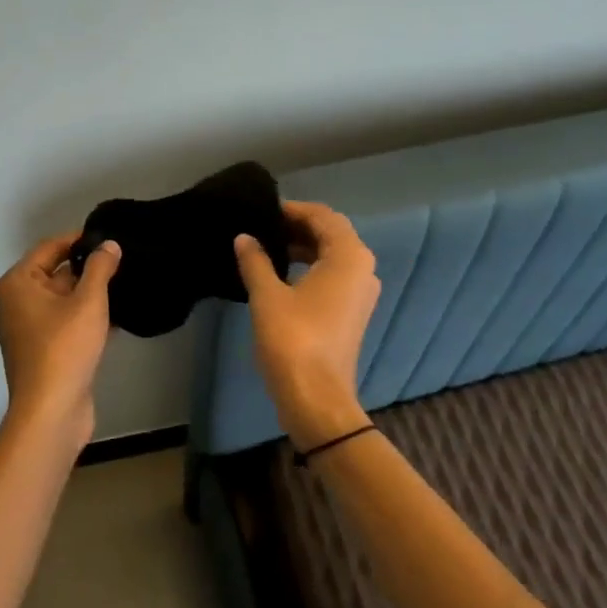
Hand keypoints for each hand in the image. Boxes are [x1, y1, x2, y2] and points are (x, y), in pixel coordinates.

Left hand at [0, 233, 121, 451]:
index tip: (109, 237)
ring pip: (62, 300)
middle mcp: (15, 303)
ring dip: (90, 294)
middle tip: (122, 261)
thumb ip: (100, 267)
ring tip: (124, 285)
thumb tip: (109, 244)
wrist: (51, 412)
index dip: (79, 240)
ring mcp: (26, 329)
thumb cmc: (64, 348)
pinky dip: (86, 318)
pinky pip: (64, 323)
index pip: (50, 248)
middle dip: (87, 268)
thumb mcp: (88, 301)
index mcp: (17, 284)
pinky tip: (117, 317)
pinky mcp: (41, 351)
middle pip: (55, 273)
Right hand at [233, 200, 379, 449]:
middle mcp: (362, 269)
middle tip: (261, 226)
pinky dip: (309, 267)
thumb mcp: (267, 295)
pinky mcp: (352, 312)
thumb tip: (244, 237)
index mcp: (349, 256)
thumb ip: (255, 260)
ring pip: (332, 256)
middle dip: (297, 226)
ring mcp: (360, 293)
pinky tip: (280, 274)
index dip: (292, 209)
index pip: (323, 216)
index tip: (262, 210)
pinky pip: (332, 276)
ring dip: (302, 247)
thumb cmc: (293, 339)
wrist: (316, 397)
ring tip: (266, 247)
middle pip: (331, 234)